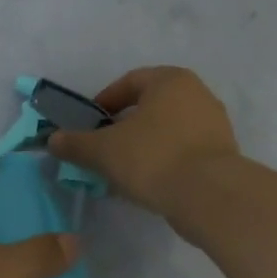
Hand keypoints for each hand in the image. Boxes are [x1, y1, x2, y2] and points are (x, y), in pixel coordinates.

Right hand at [46, 66, 238, 215]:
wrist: (210, 197)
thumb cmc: (153, 157)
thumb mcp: (103, 150)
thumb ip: (75, 143)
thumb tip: (53, 140)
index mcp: (170, 80)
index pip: (129, 82)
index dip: (105, 102)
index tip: (90, 125)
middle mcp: (197, 94)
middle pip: (149, 106)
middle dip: (124, 126)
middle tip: (104, 147)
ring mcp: (215, 125)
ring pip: (167, 130)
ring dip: (143, 145)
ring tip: (123, 170)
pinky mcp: (223, 155)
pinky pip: (184, 151)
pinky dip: (164, 161)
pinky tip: (148, 182)